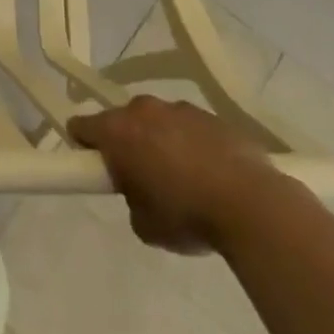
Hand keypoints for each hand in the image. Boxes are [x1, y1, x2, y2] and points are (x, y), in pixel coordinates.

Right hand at [68, 97, 278, 254]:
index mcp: (117, 131)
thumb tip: (142, 190)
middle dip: (126, 142)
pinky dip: (193, 144)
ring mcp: (182, 109)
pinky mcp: (215, 117)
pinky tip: (212, 175)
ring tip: (183, 178)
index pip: (80, 125)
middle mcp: (144, 110)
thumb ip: (131, 198)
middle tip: (141, 177)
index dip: (84, 146)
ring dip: (161, 141)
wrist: (253, 206)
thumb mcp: (143, 223)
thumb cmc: (186, 215)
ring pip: (159, 121)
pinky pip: (191, 128)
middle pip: (122, 120)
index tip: (97, 167)